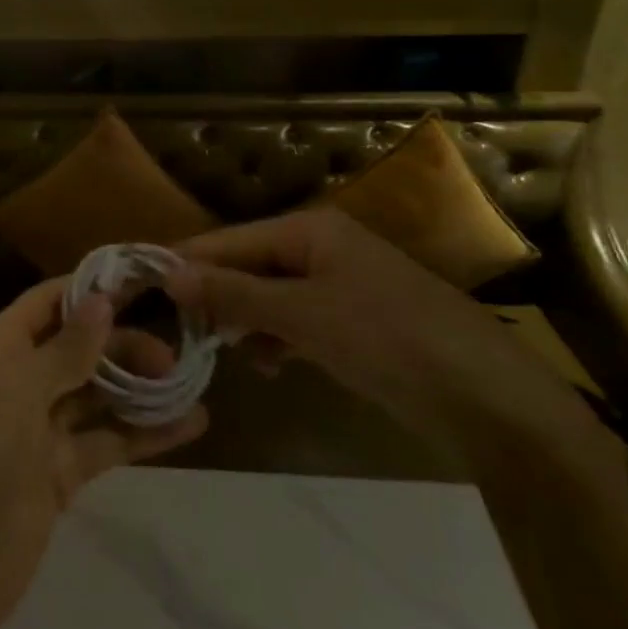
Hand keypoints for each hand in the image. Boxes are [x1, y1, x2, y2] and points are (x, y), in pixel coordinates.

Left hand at [0, 279, 208, 628]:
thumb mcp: (17, 392)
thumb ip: (64, 348)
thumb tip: (100, 299)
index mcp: (1, 350)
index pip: (48, 302)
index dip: (90, 289)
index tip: (144, 280)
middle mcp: (22, 380)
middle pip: (80, 347)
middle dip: (124, 344)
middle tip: (174, 356)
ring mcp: (42, 428)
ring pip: (99, 394)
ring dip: (140, 387)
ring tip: (190, 382)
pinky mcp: (62, 471)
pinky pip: (108, 440)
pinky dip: (145, 433)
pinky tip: (191, 424)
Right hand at [168, 205, 619, 472]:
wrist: (489, 400)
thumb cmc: (389, 340)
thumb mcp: (302, 314)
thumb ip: (232, 293)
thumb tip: (168, 275)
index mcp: (308, 229)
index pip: (226, 240)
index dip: (183, 263)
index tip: (138, 289)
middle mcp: (320, 247)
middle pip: (246, 265)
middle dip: (213, 297)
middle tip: (175, 333)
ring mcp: (339, 285)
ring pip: (268, 296)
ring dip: (243, 322)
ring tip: (222, 353)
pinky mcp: (353, 322)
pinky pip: (295, 320)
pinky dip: (276, 338)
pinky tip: (269, 364)